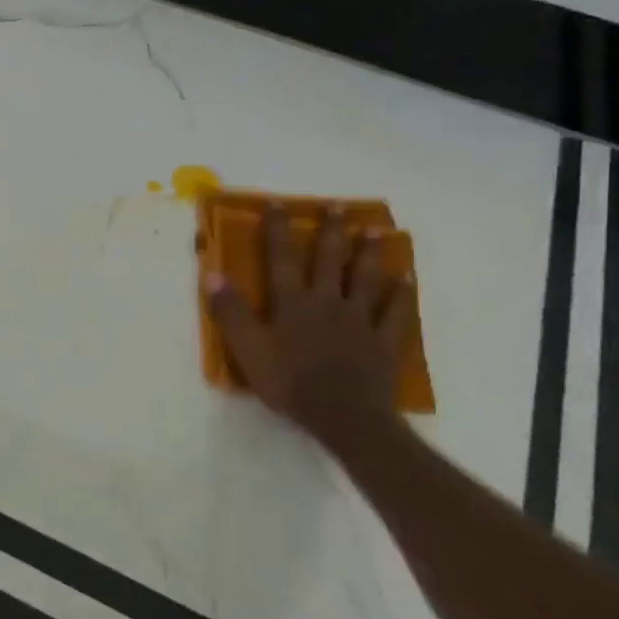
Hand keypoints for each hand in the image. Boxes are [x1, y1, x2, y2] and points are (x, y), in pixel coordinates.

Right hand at [207, 205, 416, 445]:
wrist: (342, 414)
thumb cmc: (288, 381)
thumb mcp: (247, 348)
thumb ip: (230, 311)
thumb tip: (211, 273)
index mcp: (292, 302)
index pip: (281, 258)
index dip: (277, 230)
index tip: (277, 204)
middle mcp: (327, 301)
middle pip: (329, 260)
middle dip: (331, 232)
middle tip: (338, 207)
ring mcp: (360, 320)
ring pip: (365, 279)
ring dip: (369, 253)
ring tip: (376, 231)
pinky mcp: (384, 341)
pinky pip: (396, 312)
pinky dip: (402, 294)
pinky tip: (407, 279)